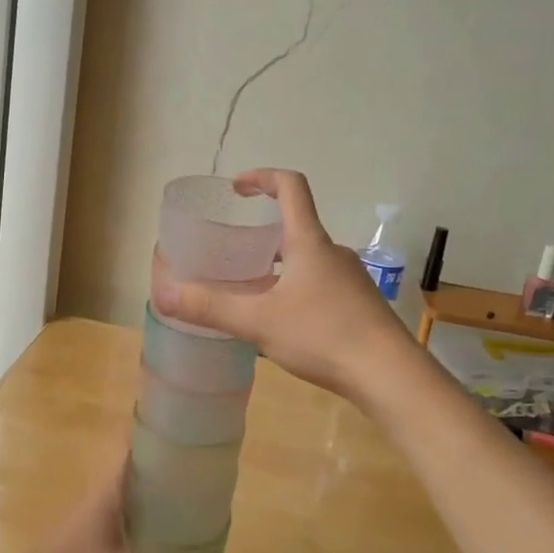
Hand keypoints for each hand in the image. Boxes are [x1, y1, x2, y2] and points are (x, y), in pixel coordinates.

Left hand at [0, 458, 223, 552]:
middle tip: (197, 476)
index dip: (157, 440)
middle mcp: (95, 499)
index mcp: (108, 493)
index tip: (185, 436)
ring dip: (147, 501)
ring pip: (123, 501)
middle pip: (132, 475)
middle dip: (161, 473)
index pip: (133, 451)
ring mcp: (84, 522)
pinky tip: (152, 543)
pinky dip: (135, 524)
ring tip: (182, 506)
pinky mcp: (79, 545)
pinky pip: (114, 523)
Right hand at [152, 169, 423, 404]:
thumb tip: (163, 295)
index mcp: (310, 242)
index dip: (262, 177)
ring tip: (252, 291)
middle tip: (233, 253)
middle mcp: (333, 252)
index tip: (237, 188)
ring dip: (279, 265)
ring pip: (308, 259)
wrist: (390, 375)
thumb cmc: (324, 335)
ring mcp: (350, 279)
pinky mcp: (359, 305)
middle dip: (262, 234)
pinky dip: (296, 289)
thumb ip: (211, 308)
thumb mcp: (259, 322)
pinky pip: (320, 284)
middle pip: (296, 226)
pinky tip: (283, 323)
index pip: (290, 187)